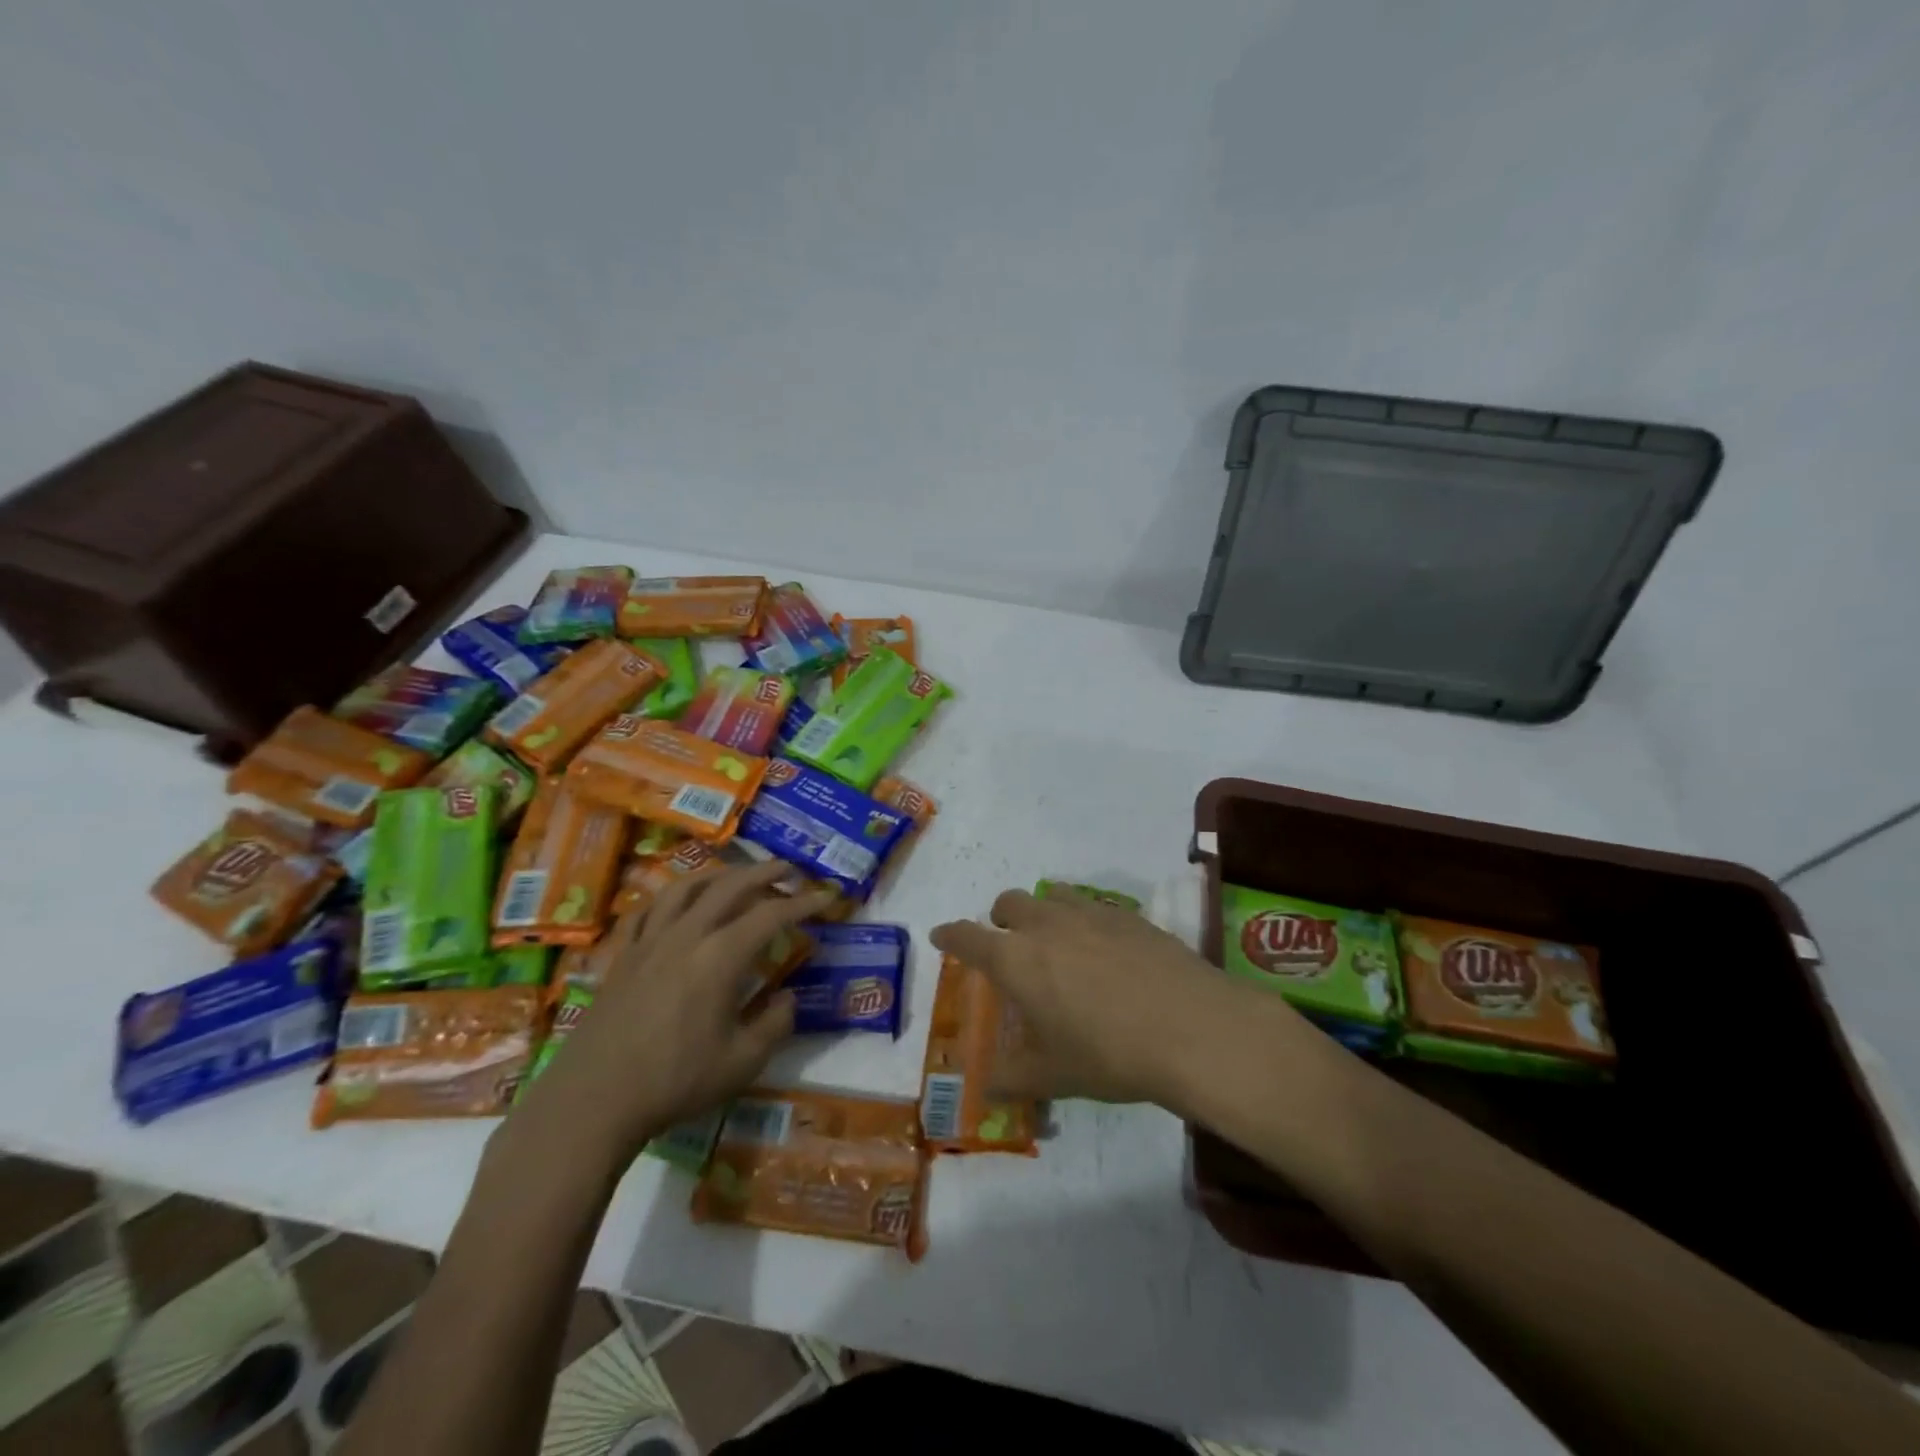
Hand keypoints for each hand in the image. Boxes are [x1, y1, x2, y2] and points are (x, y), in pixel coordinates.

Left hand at [513, 861, 836, 1167]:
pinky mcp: (623, 955)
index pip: (772, 915)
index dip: (804, 903)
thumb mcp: (742, 1062)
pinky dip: (671, 897)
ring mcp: (650, 941)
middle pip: (730, 886)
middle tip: (790, 870)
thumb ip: (775, 1023)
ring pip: (687, 887)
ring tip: (737, 875)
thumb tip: (787, 997)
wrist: (594, 1100)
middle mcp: (687, 935)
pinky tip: (678, 903)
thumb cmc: (675, 1081)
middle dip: (765, 872)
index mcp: (721, 956)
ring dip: (719, 874)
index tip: (828, 897)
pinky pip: (648, 910)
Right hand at [930, 885, 1259, 1106]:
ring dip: (1041, 911)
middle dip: (1000, 920)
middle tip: (1009, 945)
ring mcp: (1089, 913)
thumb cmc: (1110, 1054)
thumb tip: (986, 1089)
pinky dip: (1082, 918)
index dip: (951, 935)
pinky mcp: (1128, 914)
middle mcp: (1046, 925)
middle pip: (1009, 903)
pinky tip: (1103, 948)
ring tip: (1055, 940)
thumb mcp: (1054, 1075)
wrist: (1192, 1028)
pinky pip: (1091, 905)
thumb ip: (1012, 1079)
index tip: (942, 935)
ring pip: (1051, 895)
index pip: (968, 937)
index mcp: (1016, 959)